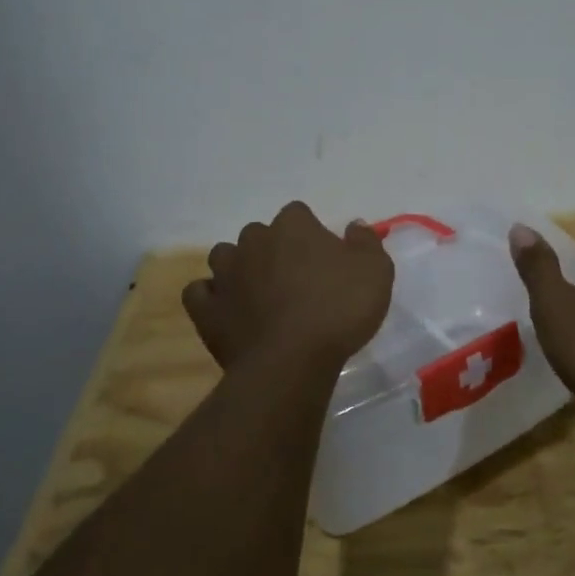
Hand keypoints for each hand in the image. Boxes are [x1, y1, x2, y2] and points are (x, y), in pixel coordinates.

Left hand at [183, 202, 394, 372]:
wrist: (292, 361)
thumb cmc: (338, 310)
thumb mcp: (375, 272)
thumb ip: (365, 242)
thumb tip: (354, 226)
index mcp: (293, 226)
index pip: (298, 214)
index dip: (310, 234)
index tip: (324, 259)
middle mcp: (253, 241)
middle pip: (260, 235)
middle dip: (273, 251)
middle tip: (295, 281)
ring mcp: (225, 274)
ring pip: (225, 257)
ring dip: (239, 269)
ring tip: (258, 294)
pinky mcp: (205, 308)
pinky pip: (199, 293)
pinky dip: (211, 297)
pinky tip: (226, 310)